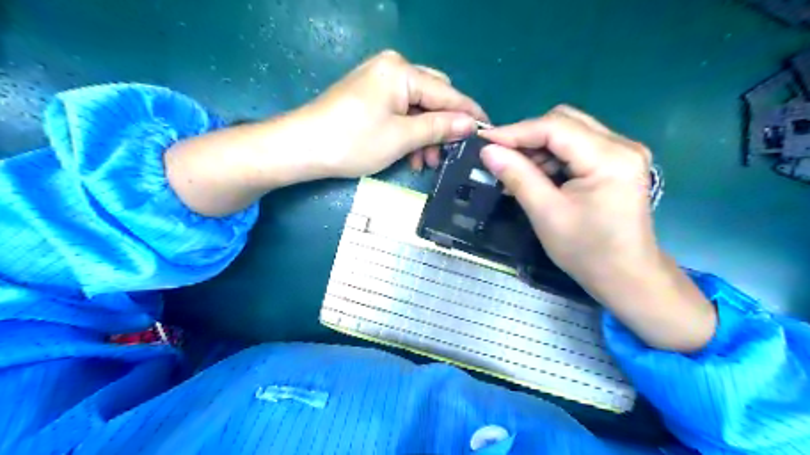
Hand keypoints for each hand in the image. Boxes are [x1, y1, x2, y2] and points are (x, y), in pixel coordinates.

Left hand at [296, 49, 485, 176]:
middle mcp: (392, 68)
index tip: (488, 131)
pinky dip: (409, 132)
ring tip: (427, 163)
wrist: (302, 148)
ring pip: (417, 108)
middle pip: (433, 96)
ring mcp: (379, 81)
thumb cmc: (353, 141)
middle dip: (443, 127)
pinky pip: (400, 111)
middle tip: (450, 154)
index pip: (447, 92)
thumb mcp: (401, 137)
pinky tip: (411, 155)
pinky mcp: (370, 96)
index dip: (469, 113)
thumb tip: (470, 124)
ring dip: (426, 134)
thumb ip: (439, 127)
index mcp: (401, 71)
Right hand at [476, 105, 652, 286]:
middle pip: (564, 122)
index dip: (516, 131)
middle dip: (528, 138)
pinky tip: (537, 176)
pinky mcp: (617, 161)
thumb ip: (517, 176)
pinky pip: (577, 146)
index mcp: (610, 158)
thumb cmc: (587, 251)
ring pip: (569, 132)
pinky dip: (552, 157)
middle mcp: (622, 145)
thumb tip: (487, 150)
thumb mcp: (546, 214)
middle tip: (501, 159)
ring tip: (518, 174)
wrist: (626, 276)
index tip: (484, 142)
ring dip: (539, 148)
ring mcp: (623, 151)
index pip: (556, 127)